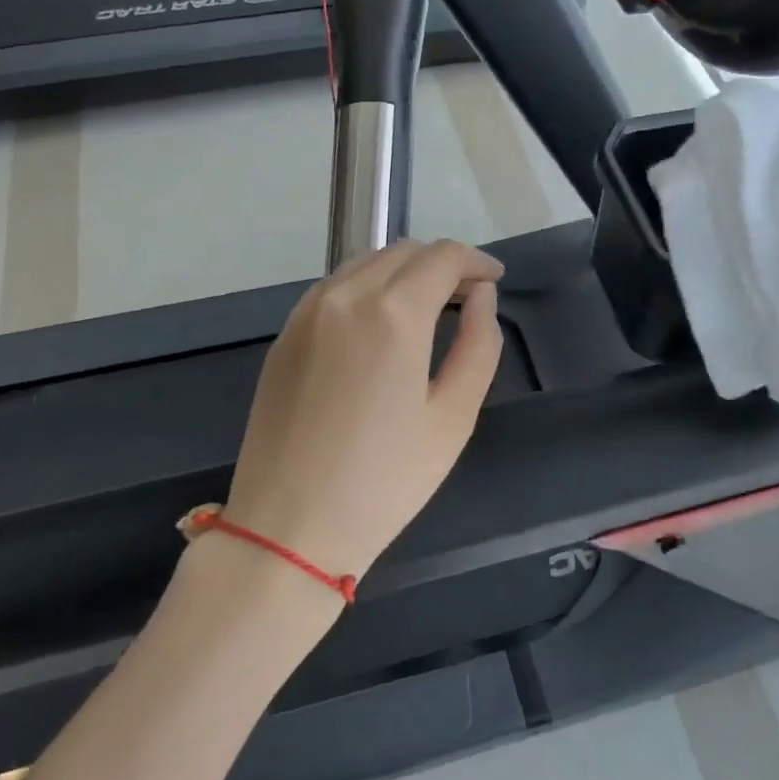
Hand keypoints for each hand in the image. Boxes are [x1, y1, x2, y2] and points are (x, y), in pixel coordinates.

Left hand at [222, 238, 505, 584]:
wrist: (288, 528)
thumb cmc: (384, 481)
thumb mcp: (453, 418)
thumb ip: (478, 345)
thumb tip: (481, 298)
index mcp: (392, 313)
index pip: (443, 256)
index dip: (476, 261)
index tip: (494, 281)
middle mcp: (345, 296)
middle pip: (403, 251)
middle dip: (442, 264)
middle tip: (467, 297)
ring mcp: (306, 312)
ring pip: (365, 263)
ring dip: (403, 271)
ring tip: (427, 307)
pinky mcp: (284, 335)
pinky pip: (334, 288)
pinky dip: (366, 288)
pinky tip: (378, 324)